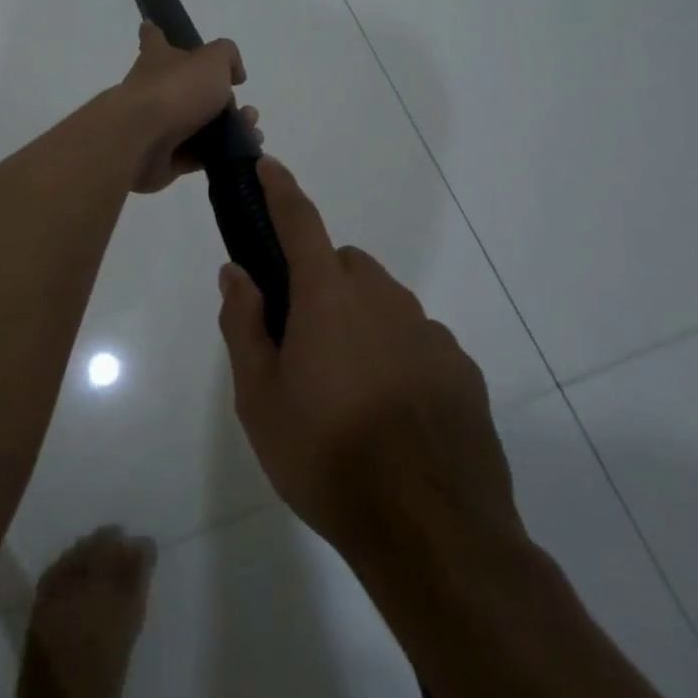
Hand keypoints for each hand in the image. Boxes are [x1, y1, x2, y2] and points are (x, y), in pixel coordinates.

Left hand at [116, 21, 258, 194]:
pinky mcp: (164, 158)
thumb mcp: (212, 60)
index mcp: (157, 59)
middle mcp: (154, 90)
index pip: (154, 39)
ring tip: (252, 130)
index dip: (155, 33)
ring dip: (230, 128)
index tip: (150, 25)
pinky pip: (199, 155)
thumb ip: (227, 56)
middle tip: (247, 108)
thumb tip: (234, 72)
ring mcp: (157, 126)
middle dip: (222, 98)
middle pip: (188, 89)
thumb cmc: (174, 89)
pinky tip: (245, 151)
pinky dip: (221, 153)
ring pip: (200, 125)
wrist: (142, 140)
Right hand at [216, 159, 521, 562]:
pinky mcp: (462, 368)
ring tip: (349, 388)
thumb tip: (236, 273)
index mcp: (329, 298)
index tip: (268, 164)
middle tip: (304, 338)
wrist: (433, 534)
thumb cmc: (328, 458)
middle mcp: (383, 299)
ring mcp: (428, 332)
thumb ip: (244, 326)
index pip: (300, 223)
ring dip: (359, 319)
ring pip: (383, 302)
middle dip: (321, 281)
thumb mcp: (260, 400)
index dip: (281, 189)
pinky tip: (392, 411)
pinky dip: (396, 352)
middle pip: (345, 264)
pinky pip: (417, 338)